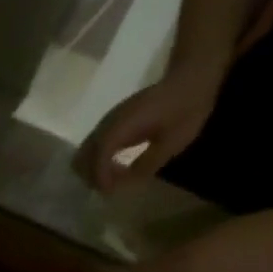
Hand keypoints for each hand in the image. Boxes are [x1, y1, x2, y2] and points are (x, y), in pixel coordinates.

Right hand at [74, 67, 223, 193]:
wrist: (190, 77)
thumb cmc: (186, 108)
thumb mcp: (173, 142)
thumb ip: (146, 165)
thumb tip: (123, 185)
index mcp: (123, 125)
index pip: (98, 157)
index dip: (100, 179)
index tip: (110, 194)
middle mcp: (108, 124)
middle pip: (81, 159)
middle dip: (92, 178)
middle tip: (111, 188)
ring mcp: (106, 123)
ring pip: (83, 155)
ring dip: (93, 172)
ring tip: (115, 180)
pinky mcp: (110, 124)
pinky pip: (92, 149)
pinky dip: (97, 164)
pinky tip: (117, 168)